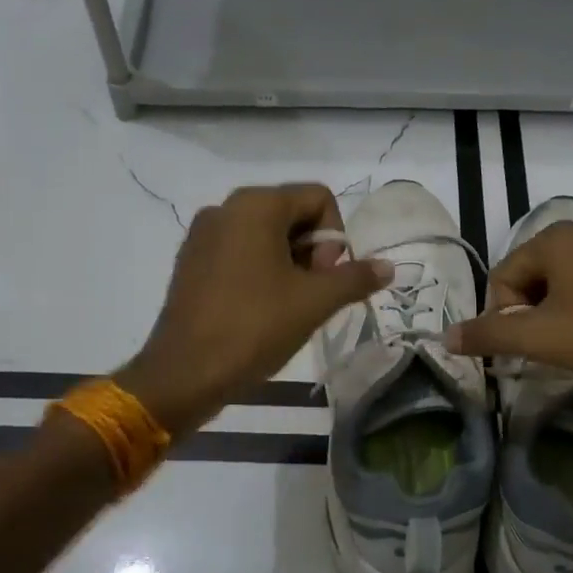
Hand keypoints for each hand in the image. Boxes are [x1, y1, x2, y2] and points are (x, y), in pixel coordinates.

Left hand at [116, 183, 388, 436]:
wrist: (185, 374)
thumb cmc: (254, 327)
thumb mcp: (314, 302)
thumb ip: (355, 278)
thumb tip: (388, 266)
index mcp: (256, 204)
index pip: (318, 197)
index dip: (334, 237)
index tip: (325, 277)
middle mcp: (226, 208)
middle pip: (291, 213)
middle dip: (312, 251)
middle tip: (311, 294)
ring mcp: (203, 234)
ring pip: (265, 234)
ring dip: (289, 263)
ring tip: (287, 305)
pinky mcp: (190, 261)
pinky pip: (239, 251)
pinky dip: (260, 271)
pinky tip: (260, 309)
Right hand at [443, 220, 572, 392]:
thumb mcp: (543, 339)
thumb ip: (489, 335)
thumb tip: (444, 336)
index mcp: (555, 237)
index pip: (502, 278)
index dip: (505, 318)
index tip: (528, 350)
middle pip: (529, 279)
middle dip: (531, 318)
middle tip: (553, 351)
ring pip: (559, 287)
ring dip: (556, 319)